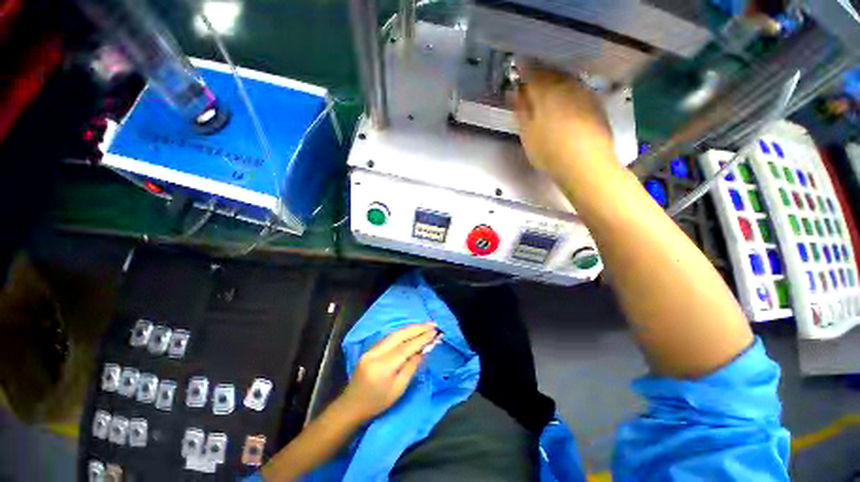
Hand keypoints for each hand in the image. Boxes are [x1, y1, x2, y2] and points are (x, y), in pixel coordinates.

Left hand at [340, 323, 437, 419]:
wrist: (351, 406)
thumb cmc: (377, 403)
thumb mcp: (398, 390)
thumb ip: (411, 367)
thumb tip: (422, 350)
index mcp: (383, 367)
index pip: (405, 348)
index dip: (421, 338)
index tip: (435, 332)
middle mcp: (375, 353)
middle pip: (399, 335)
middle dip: (417, 328)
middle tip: (432, 324)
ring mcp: (371, 349)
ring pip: (394, 334)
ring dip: (410, 328)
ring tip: (425, 326)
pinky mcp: (370, 349)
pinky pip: (389, 337)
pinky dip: (402, 333)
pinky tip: (411, 332)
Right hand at [514, 65, 617, 177]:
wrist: (585, 164)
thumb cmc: (549, 151)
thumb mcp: (527, 134)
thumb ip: (521, 111)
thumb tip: (515, 93)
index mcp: (545, 92)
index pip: (532, 72)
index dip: (524, 68)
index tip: (518, 66)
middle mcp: (566, 86)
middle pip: (551, 73)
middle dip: (540, 73)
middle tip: (531, 78)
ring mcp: (583, 93)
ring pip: (566, 79)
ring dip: (555, 80)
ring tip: (547, 88)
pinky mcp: (595, 103)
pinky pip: (578, 88)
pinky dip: (568, 89)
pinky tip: (565, 99)